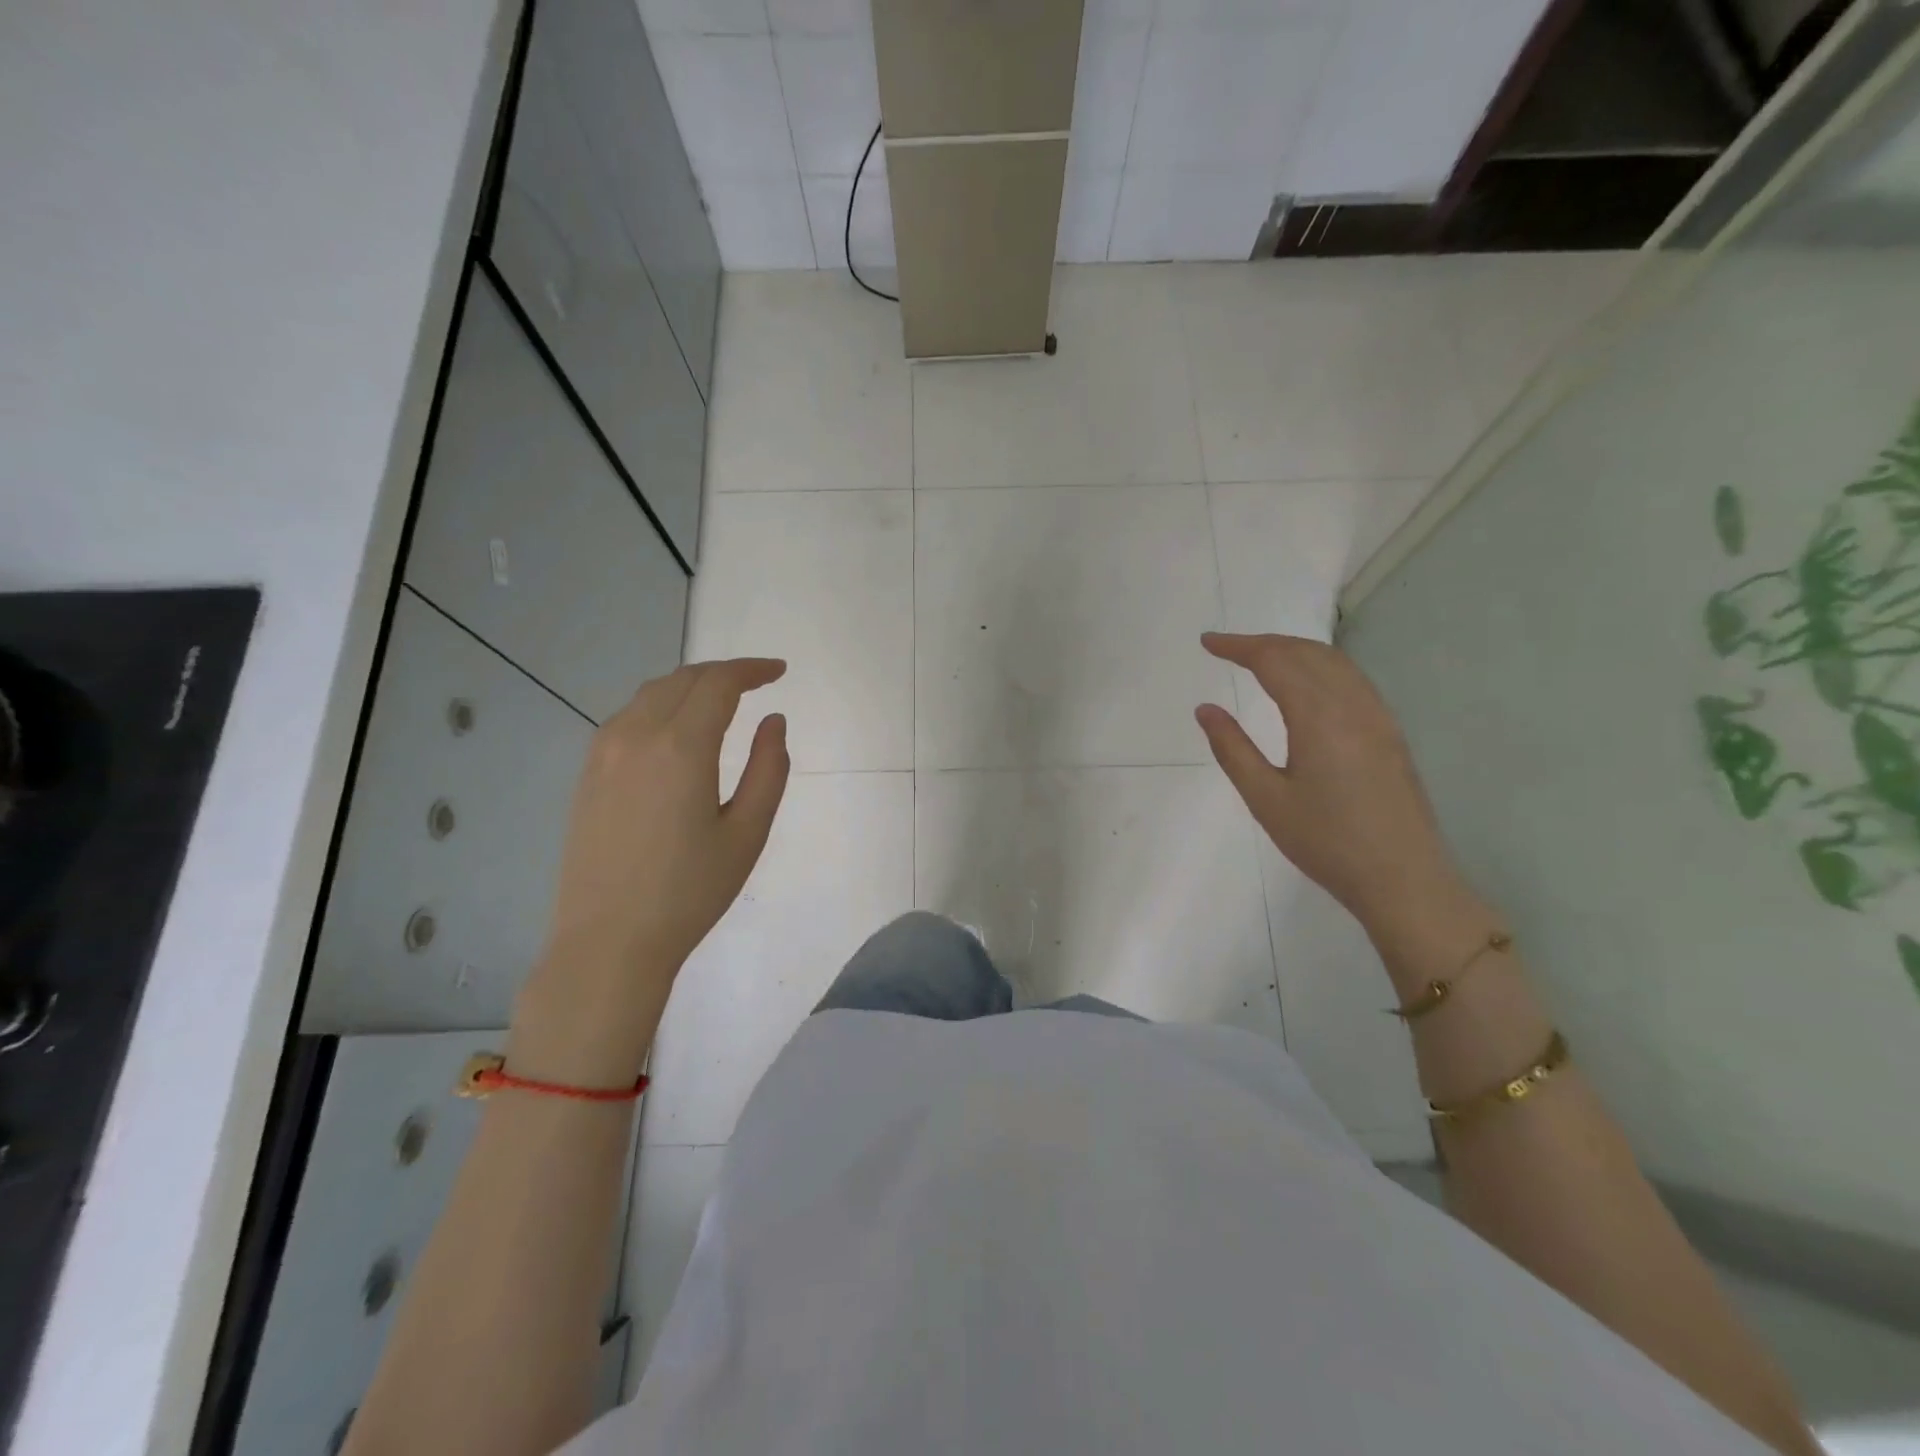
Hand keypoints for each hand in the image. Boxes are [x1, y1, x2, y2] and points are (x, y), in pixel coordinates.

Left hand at [511, 658, 789, 1083]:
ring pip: (650, 694)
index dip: (751, 669)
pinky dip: (660, 707)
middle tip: (756, 682)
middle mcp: (636, 736)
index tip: (779, 671)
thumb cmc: (690, 891)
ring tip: (720, 701)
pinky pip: (627, 718)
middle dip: (723, 673)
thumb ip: (769, 768)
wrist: (609, 941)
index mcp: (680, 747)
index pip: (718, 683)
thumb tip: (774, 721)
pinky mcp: (587, 774)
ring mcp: (603, 753)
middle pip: (682, 679)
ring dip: (689, 686)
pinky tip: (676, 731)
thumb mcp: (748, 833)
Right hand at [1196, 633, 1480, 947]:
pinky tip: (1307, 685)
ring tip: (1261, 658)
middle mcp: (1353, 705)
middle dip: (1265, 642)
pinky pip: (1352, 680)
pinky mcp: (1390, 733)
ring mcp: (1378, 717)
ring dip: (1295, 650)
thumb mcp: (1266, 799)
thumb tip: (1206, 709)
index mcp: (1319, 717)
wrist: (1403, 879)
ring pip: (1335, 662)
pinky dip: (1321, 666)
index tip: (1207, 643)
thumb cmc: (1326, 842)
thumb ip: (1232, 748)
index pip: (1275, 661)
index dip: (1239, 646)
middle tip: (1228, 648)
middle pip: (1307, 652)